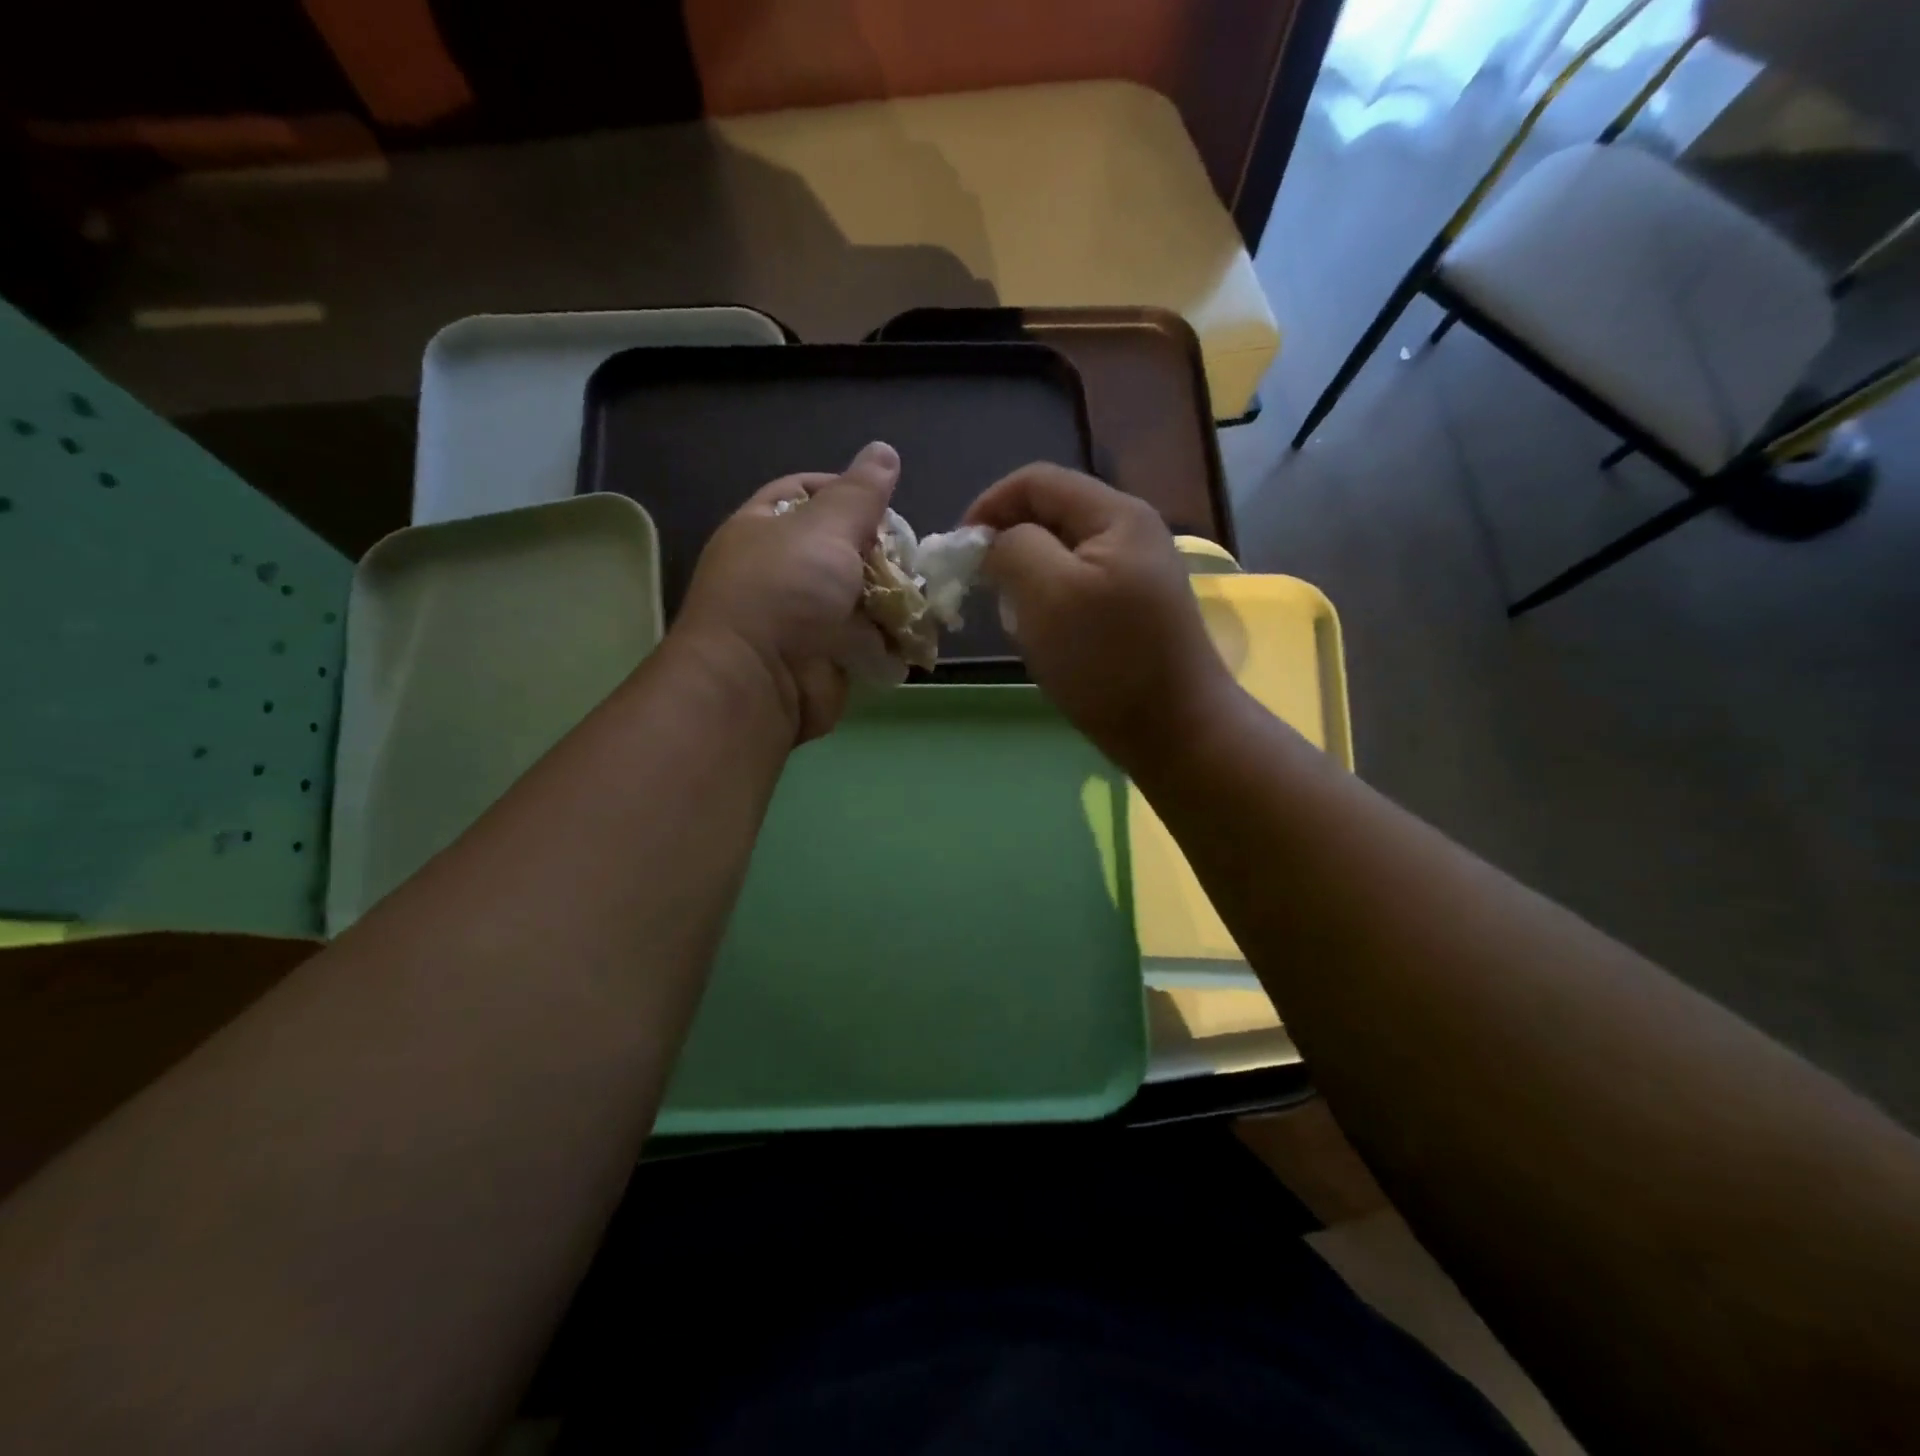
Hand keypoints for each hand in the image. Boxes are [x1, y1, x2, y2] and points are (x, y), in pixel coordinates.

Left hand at [676, 441, 898, 742]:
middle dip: (879, 552)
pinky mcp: (827, 658)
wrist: (762, 681)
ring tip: (922, 597)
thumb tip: (884, 450)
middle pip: (841, 546)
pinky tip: (914, 634)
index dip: (845, 491)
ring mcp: (804, 618)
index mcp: (765, 528)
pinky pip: (867, 640)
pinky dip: (891, 639)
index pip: (805, 492)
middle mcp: (781, 570)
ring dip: (893, 599)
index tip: (884, 504)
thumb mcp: (825, 528)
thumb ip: (861, 493)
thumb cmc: (786, 591)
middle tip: (909, 557)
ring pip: (860, 596)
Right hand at [964, 463, 1231, 772]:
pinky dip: (1049, 603)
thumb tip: (996, 542)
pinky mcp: (1134, 608)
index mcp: (1115, 514)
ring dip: (1027, 579)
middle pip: (1050, 515)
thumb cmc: (1107, 659)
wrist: (1174, 731)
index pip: (1036, 481)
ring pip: (1060, 555)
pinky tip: (1045, 638)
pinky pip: (1077, 588)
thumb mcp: (1048, 593)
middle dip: (1008, 546)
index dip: (988, 505)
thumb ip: (1013, 547)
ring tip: (1016, 620)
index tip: (959, 553)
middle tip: (985, 591)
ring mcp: (1137, 572)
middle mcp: (1131, 532)